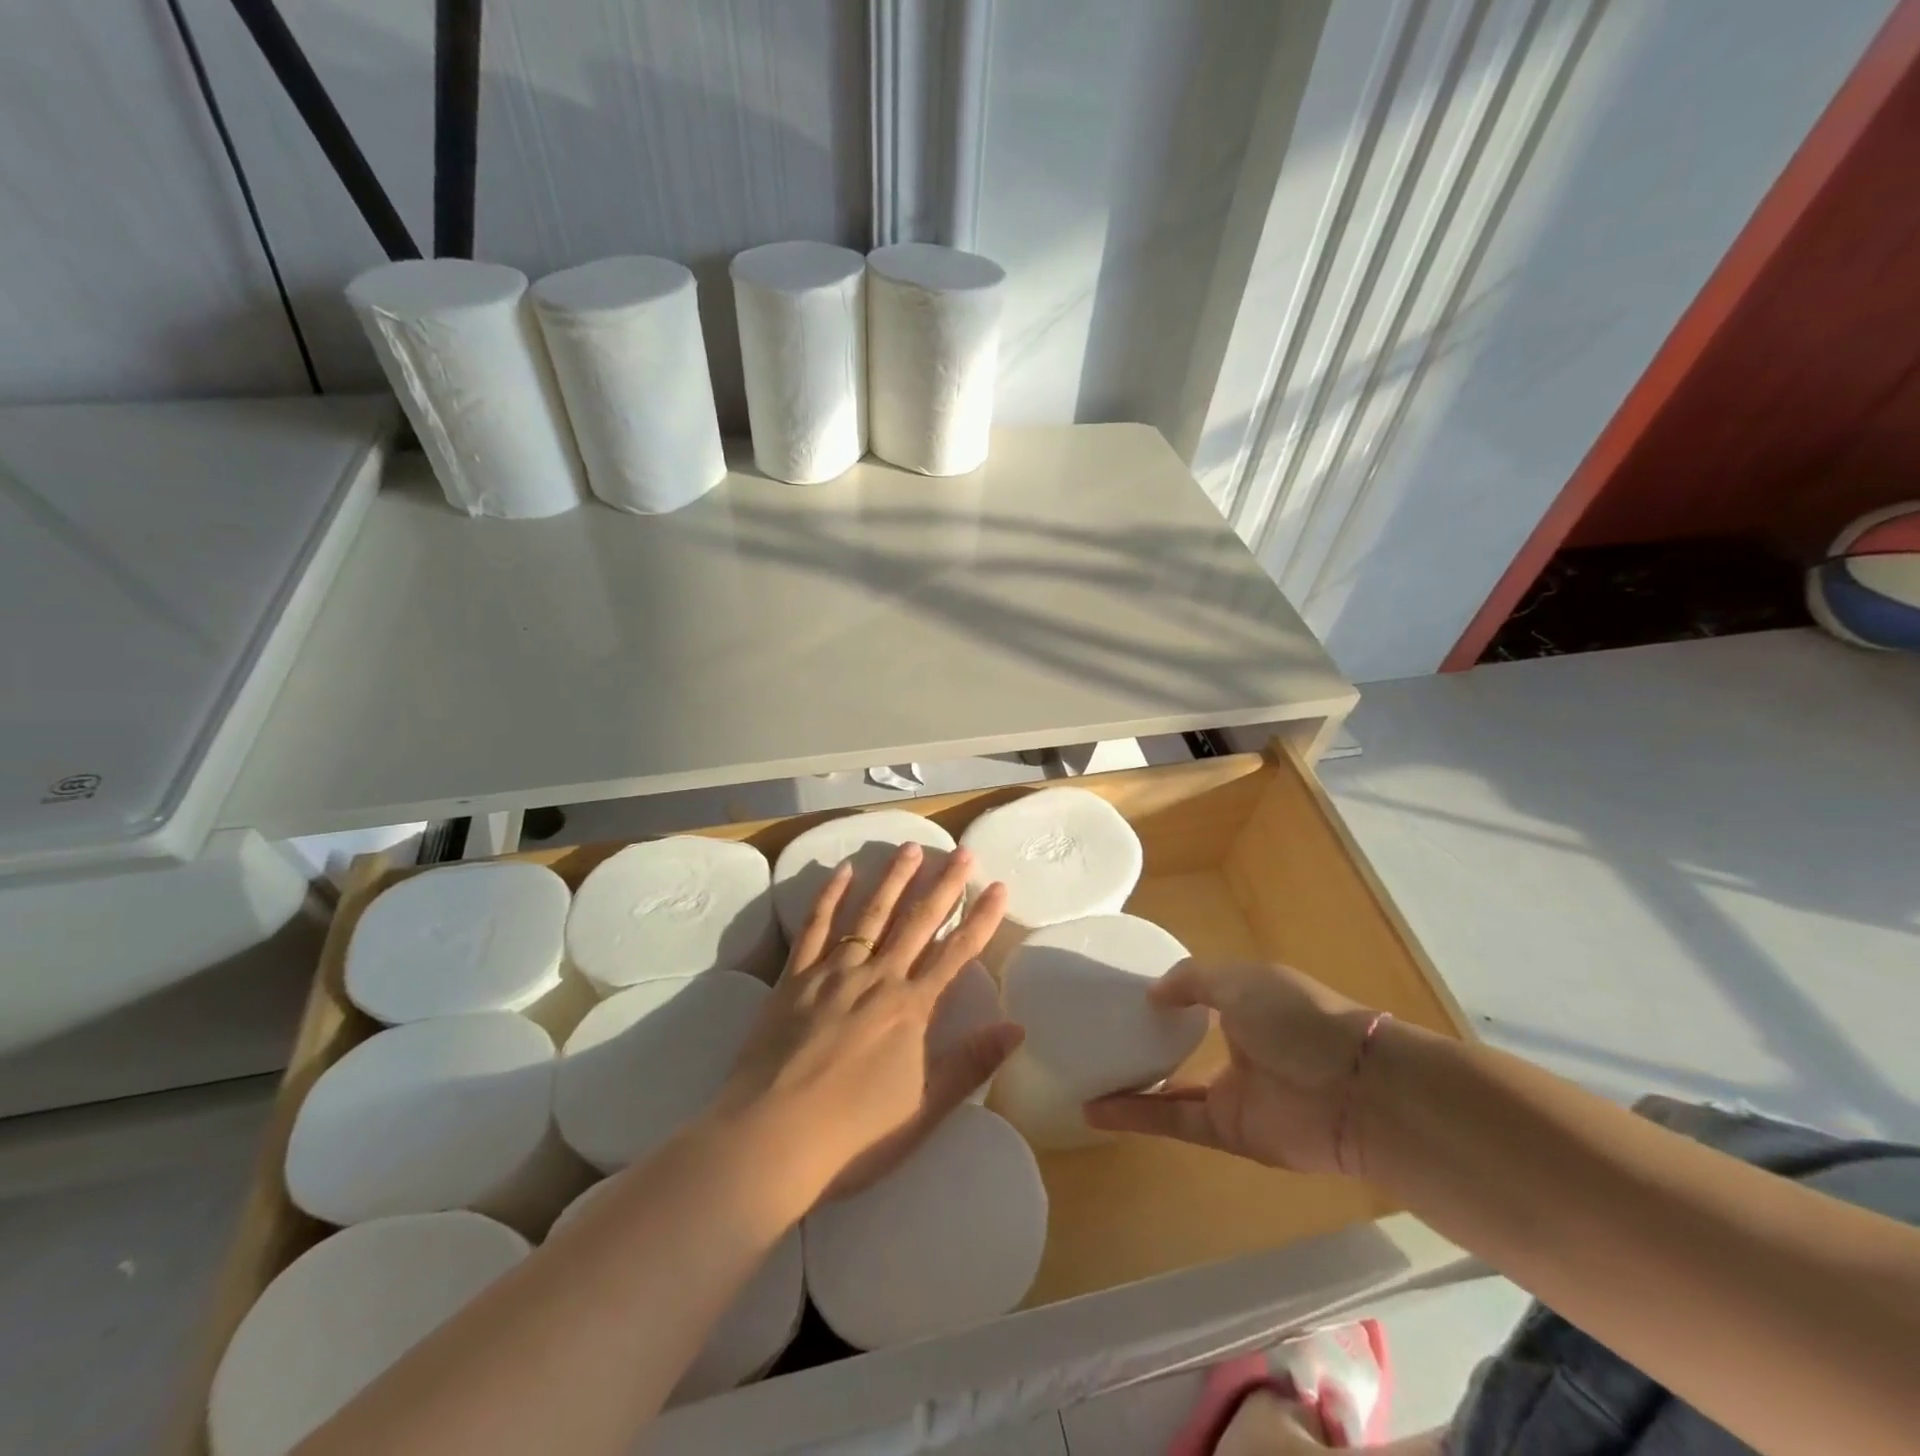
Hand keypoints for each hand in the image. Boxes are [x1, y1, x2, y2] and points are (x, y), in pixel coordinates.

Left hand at [713, 843, 1023, 1207]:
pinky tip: (843, 871)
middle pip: (917, 922)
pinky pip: (816, 928)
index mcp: (911, 1008)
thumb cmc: (854, 1135)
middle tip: (962, 851)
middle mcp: (877, 978)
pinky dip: (830, 896)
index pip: (957, 952)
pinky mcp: (794, 978)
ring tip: (912, 848)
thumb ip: (970, 1064)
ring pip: (870, 915)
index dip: (981, 918)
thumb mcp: (924, 1108)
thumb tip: (1017, 1027)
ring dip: (893, 880)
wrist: (771, 1140)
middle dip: (944, 885)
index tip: (998, 886)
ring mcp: (833, 973)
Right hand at [1083, 960, 1376, 1174]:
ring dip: (1130, 1086)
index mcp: (1247, 1005)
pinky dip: (1136, 1116)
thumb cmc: (1297, 1018)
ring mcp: (1232, 1093)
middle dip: (1144, 1044)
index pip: (1199, 999)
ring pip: (1170, 1090)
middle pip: (1182, 1047)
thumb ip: (1192, 980)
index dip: (1166, 997)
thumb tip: (1151, 994)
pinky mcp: (1227, 1132)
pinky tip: (1097, 1109)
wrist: (1355, 1091)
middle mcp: (1237, 1047)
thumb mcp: (1240, 979)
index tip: (1121, 992)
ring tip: (1085, 1076)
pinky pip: (1173, 1122)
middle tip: (1095, 1036)